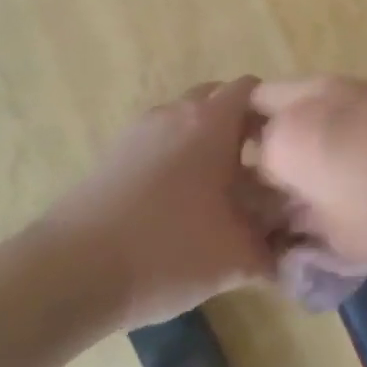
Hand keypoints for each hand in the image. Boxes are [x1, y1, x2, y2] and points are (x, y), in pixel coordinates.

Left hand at [46, 77, 274, 326]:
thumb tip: (298, 248)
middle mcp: (175, 114)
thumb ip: (276, 248)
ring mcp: (138, 133)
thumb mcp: (236, 257)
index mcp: (211, 122)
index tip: (291, 146)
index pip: (253, 89)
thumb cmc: (166, 251)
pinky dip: (177, 157)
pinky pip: (158, 141)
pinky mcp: (111, 156)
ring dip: (207, 142)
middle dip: (242, 124)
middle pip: (218, 99)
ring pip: (185, 120)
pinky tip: (181, 203)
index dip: (276, 110)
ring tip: (221, 189)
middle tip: (261, 166)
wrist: (67, 277)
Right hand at [251, 77, 366, 274]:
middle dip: (261, 137)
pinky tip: (365, 154)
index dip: (244, 186)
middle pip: (264, 104)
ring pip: (307, 94)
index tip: (256, 209)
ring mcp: (359, 85)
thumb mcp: (338, 239)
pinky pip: (345, 96)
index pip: (241, 155)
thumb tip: (284, 222)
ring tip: (325, 169)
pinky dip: (338, 118)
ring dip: (301, 122)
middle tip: (278, 180)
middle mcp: (316, 96)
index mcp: (289, 134)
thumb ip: (298, 226)